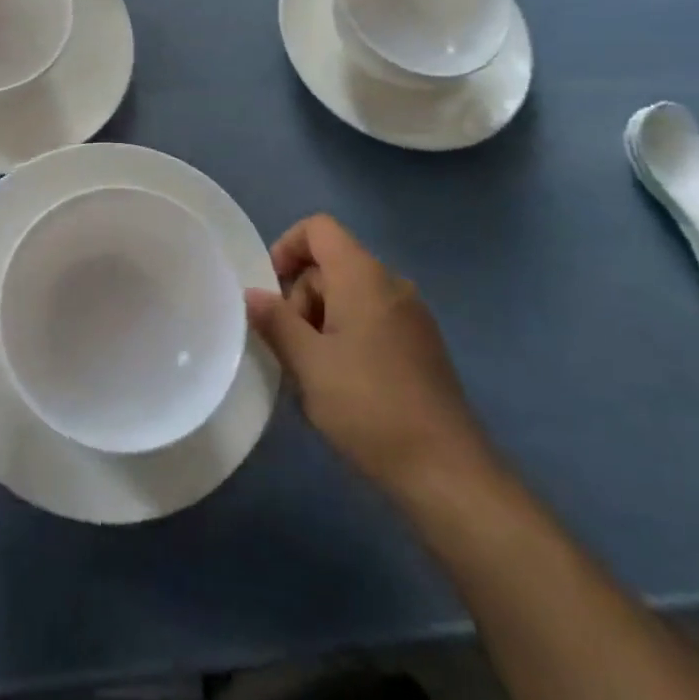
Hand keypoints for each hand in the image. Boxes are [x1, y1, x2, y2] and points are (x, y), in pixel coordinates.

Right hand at [250, 214, 494, 500]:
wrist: (446, 471)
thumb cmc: (369, 407)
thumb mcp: (309, 364)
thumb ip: (276, 322)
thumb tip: (252, 294)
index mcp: (364, 276)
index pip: (319, 228)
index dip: (287, 246)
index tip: (270, 290)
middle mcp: (391, 283)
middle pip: (331, 265)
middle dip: (300, 297)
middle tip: (291, 348)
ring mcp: (411, 315)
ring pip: (349, 295)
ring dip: (320, 322)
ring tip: (313, 373)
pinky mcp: (421, 345)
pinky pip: (371, 319)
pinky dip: (346, 336)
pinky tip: (341, 384)